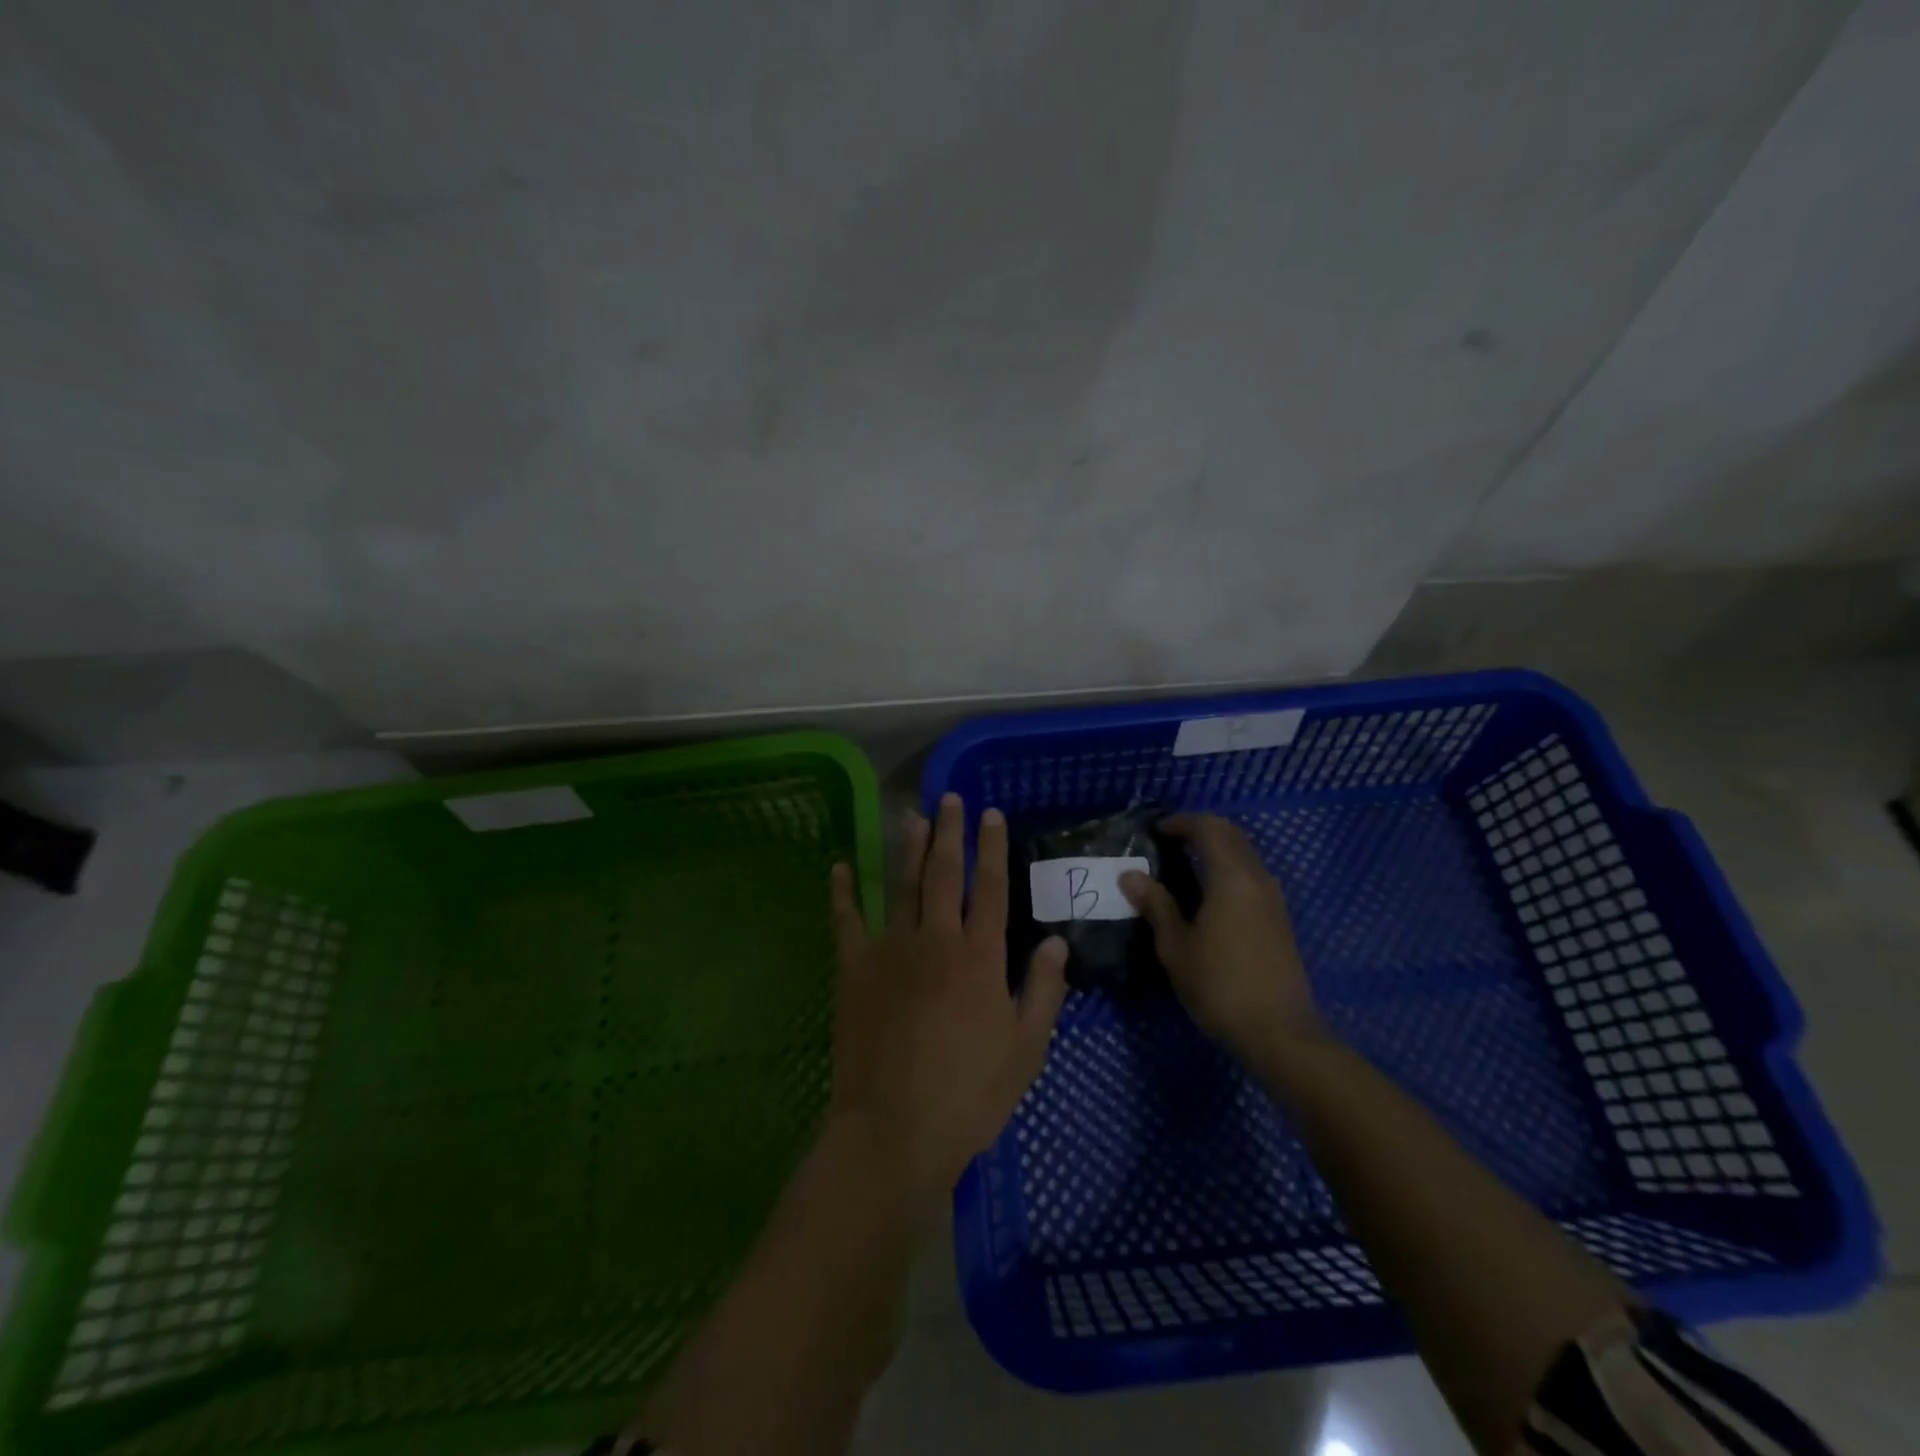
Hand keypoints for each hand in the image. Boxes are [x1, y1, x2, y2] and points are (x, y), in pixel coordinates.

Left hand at [828, 793, 1069, 1208]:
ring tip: (912, 815)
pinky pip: (846, 921)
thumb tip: (1055, 941)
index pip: (990, 888)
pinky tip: (839, 866)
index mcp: (980, 957)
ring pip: (901, 886)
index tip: (991, 815)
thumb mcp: (1025, 1049)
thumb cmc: (969, 1094)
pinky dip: (842, 892)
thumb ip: (1042, 990)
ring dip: (908, 848)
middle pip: (944, 874)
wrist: (895, 1129)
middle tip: (949, 799)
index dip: (992, 848)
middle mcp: (936, 940)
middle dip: (949, 833)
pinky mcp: (854, 970)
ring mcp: (891, 950)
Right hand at [1120, 814, 1327, 1065]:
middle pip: (1230, 835)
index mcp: (1231, 877)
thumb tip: (1130, 875)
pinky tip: (1207, 894)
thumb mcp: (1176, 947)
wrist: (1280, 1032)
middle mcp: (1257, 877)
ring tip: (1182, 867)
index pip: (1208, 828)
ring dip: (1216, 849)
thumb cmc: (1220, 986)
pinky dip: (1228, 869)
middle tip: (1166, 843)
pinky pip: (1251, 875)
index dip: (1180, 822)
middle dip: (1199, 830)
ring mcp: (1273, 898)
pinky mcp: (1279, 918)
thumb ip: (1156, 905)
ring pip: (1244, 854)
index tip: (1153, 831)